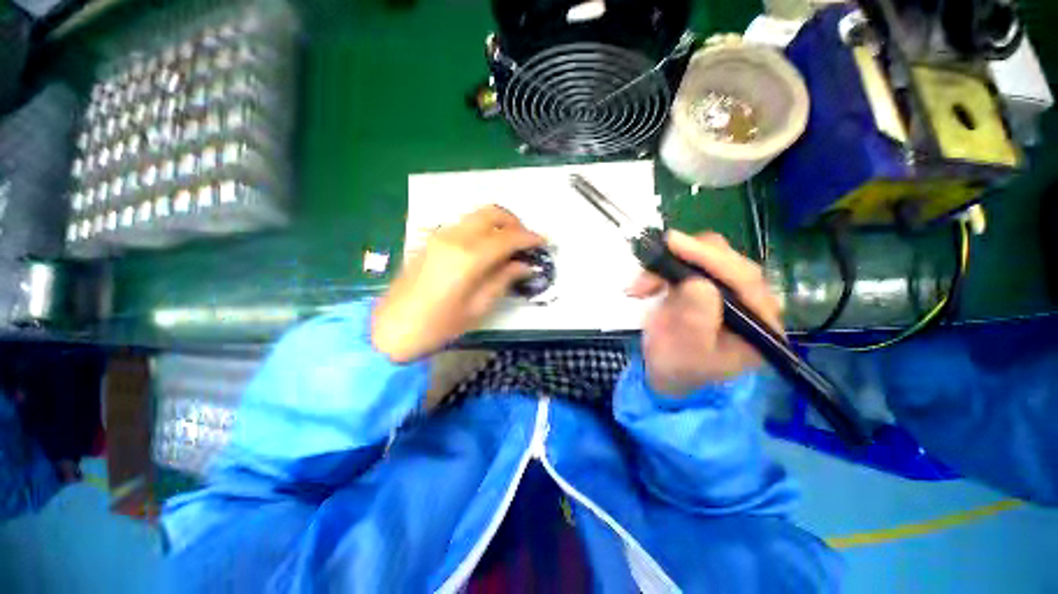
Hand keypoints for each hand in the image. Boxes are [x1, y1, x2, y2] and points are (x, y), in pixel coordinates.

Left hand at [372, 206, 544, 362]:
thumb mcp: (478, 307)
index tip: (543, 242)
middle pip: (492, 213)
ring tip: (509, 245)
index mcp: (469, 258)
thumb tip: (525, 265)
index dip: (529, 238)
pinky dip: (482, 229)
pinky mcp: (431, 240)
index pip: (507, 237)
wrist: (392, 328)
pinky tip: (487, 248)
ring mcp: (440, 235)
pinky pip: (464, 225)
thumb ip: (503, 280)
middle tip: (525, 241)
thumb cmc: (438, 326)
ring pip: (477, 216)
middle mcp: (454, 238)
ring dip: (498, 224)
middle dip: (514, 222)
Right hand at [626, 230, 782, 396]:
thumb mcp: (686, 351)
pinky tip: (645, 286)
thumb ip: (696, 320)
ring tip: (641, 286)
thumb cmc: (680, 368)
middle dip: (687, 257)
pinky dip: (662, 268)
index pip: (744, 279)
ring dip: (669, 263)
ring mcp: (727, 288)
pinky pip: (688, 262)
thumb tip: (696, 283)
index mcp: (759, 322)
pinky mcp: (706, 282)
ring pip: (706, 255)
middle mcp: (750, 300)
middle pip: (727, 260)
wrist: (668, 372)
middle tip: (652, 261)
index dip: (711, 258)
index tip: (676, 244)